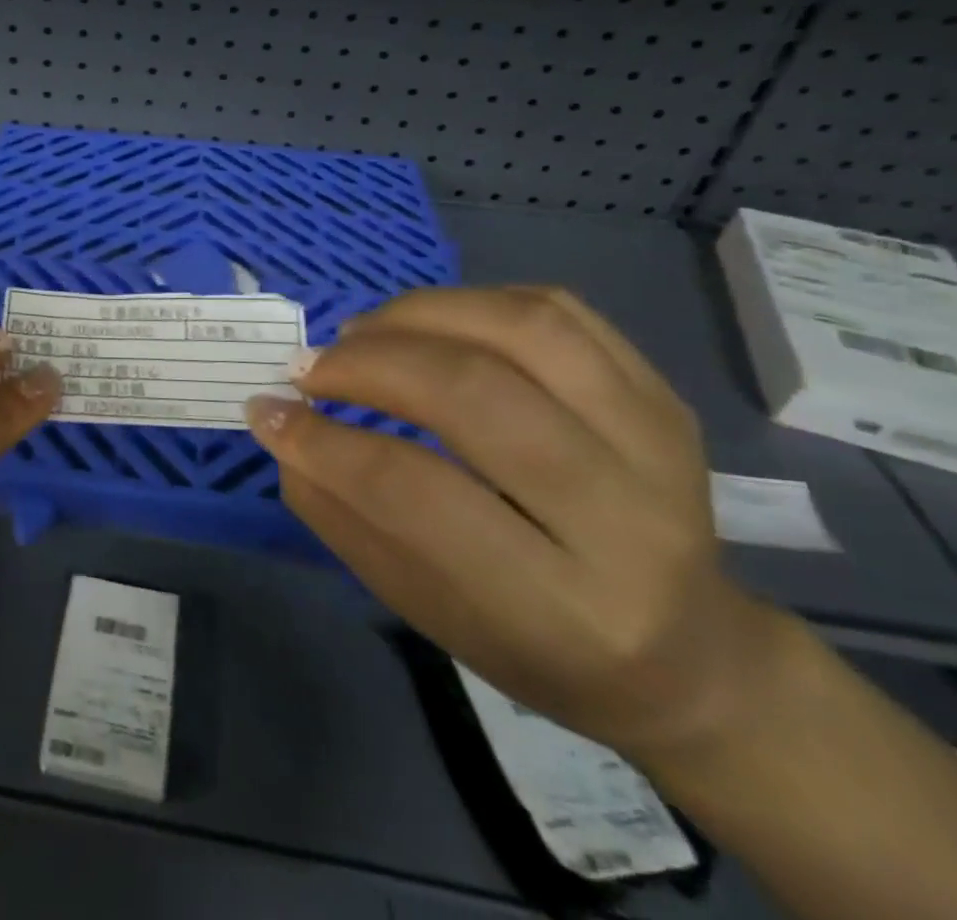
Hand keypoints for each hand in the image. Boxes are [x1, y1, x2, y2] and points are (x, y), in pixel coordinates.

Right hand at [246, 285, 784, 763]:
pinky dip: (472, 301)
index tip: (267, 412)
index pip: (416, 493)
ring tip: (361, 333)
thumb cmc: (534, 645)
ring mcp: (658, 443)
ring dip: (416, 315)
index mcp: (562, 605)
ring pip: (522, 329)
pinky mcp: (663, 396)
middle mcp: (626, 518)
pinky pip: (559, 310)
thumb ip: (344, 516)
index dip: (324, 444)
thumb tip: (280, 427)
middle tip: (309, 368)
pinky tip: (427, 324)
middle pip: (473, 394)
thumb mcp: (424, 608)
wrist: (689, 656)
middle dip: (366, 366)